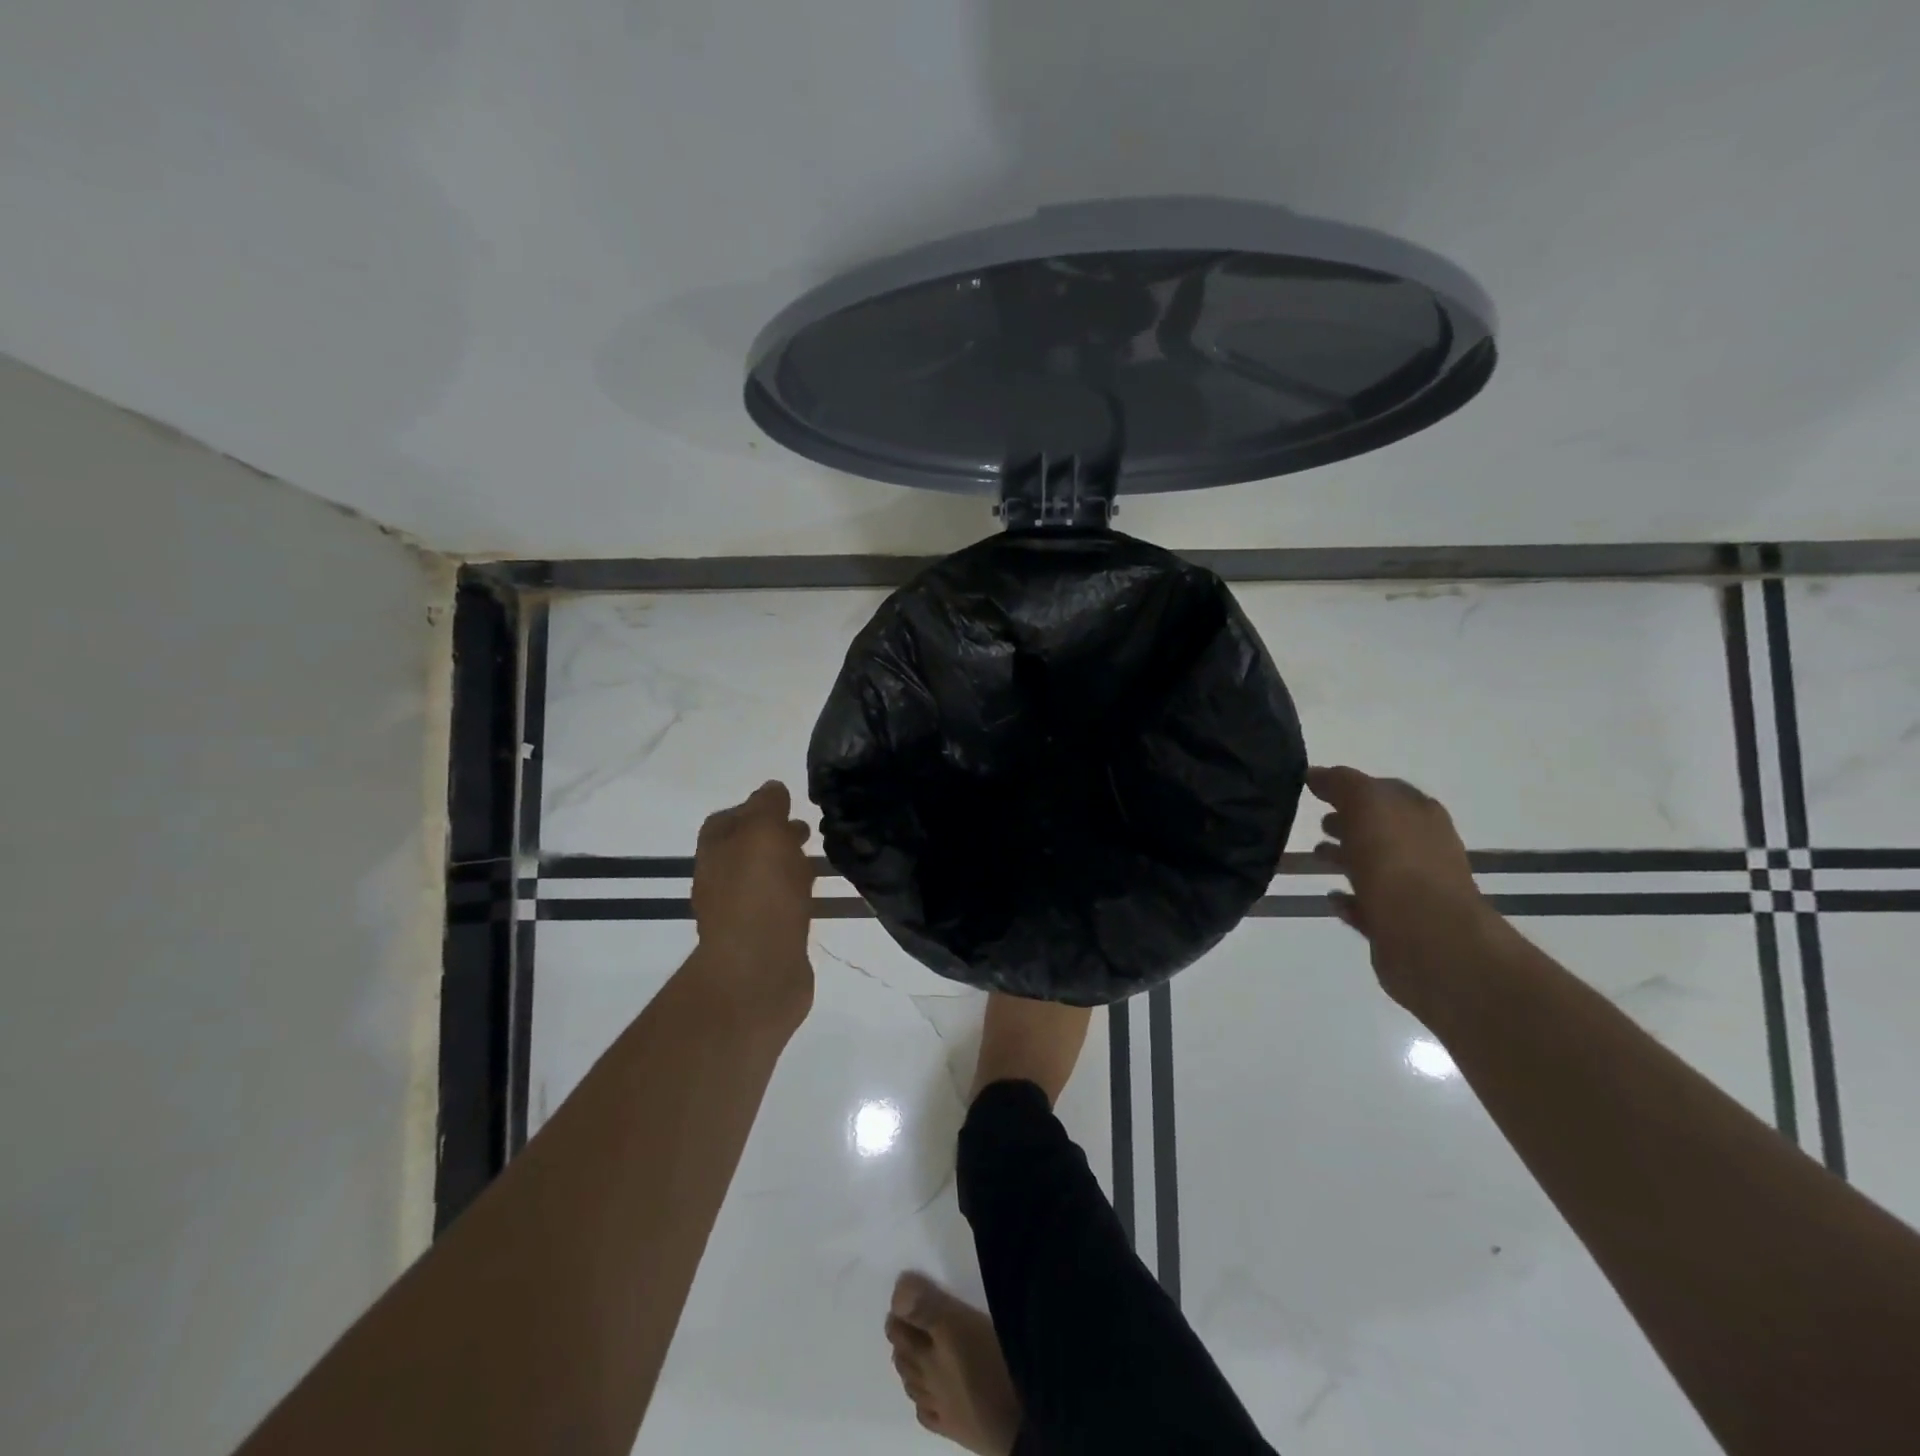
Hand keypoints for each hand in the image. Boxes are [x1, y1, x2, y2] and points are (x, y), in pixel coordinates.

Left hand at [689, 781, 816, 1029]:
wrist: (758, 971)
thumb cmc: (759, 894)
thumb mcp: (763, 833)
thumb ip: (767, 807)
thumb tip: (772, 788)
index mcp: (714, 851)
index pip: (727, 820)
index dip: (755, 809)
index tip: (786, 806)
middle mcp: (720, 880)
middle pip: (745, 850)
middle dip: (774, 837)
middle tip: (807, 832)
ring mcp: (739, 913)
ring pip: (763, 879)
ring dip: (786, 866)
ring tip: (817, 861)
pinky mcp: (762, 940)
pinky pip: (778, 907)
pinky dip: (793, 895)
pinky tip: (813, 897)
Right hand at [1308, 765, 1501, 1019]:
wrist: (1427, 938)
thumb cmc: (1397, 863)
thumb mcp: (1367, 806)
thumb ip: (1342, 784)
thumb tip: (1317, 773)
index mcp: (1420, 815)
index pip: (1385, 791)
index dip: (1353, 787)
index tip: (1316, 788)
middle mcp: (1423, 848)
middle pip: (1381, 828)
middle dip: (1350, 822)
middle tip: (1316, 821)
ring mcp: (1414, 889)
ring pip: (1374, 866)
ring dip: (1346, 858)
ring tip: (1315, 856)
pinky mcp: (1399, 925)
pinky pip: (1368, 906)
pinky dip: (1349, 899)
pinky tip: (1330, 897)